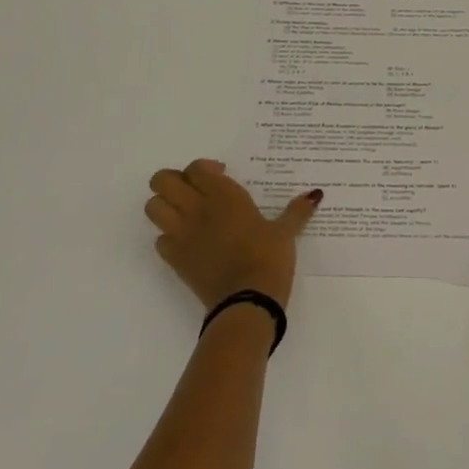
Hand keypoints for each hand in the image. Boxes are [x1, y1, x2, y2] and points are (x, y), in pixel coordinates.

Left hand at [145, 159, 319, 309]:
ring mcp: (181, 234)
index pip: (196, 168)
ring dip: (165, 206)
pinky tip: (189, 244)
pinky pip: (160, 240)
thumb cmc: (269, 258)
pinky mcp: (174, 259)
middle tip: (196, 191)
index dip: (204, 169)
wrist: (248, 300)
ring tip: (187, 214)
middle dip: (175, 181)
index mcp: (223, 195)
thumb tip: (315, 194)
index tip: (221, 177)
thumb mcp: (286, 232)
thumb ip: (297, 211)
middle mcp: (196, 208)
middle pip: (162, 181)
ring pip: (152, 207)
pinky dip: (169, 238)